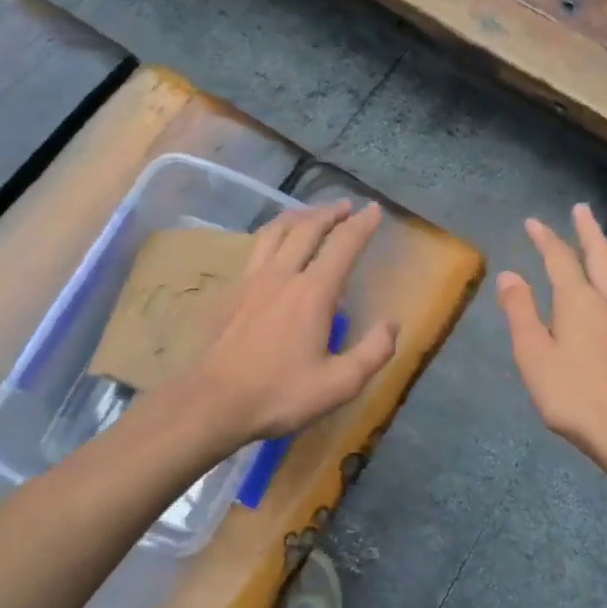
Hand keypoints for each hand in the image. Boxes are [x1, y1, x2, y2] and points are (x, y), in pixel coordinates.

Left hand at [166, 200, 397, 446]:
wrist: (214, 401)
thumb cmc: (280, 394)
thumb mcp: (340, 384)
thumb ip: (373, 352)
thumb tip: (392, 324)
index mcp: (312, 293)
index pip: (342, 246)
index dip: (361, 225)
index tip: (374, 209)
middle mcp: (282, 276)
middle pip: (307, 229)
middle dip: (330, 213)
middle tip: (346, 206)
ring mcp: (251, 281)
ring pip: (275, 232)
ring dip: (298, 217)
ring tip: (310, 215)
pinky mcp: (232, 292)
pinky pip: (255, 249)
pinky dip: (272, 236)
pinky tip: (273, 246)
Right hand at [496, 204, 606, 461]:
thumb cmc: (572, 393)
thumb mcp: (533, 354)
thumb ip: (520, 312)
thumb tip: (510, 276)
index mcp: (579, 301)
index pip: (560, 259)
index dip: (546, 239)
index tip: (534, 222)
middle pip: (600, 256)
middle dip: (588, 231)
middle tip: (581, 210)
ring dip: (606, 252)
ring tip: (599, 243)